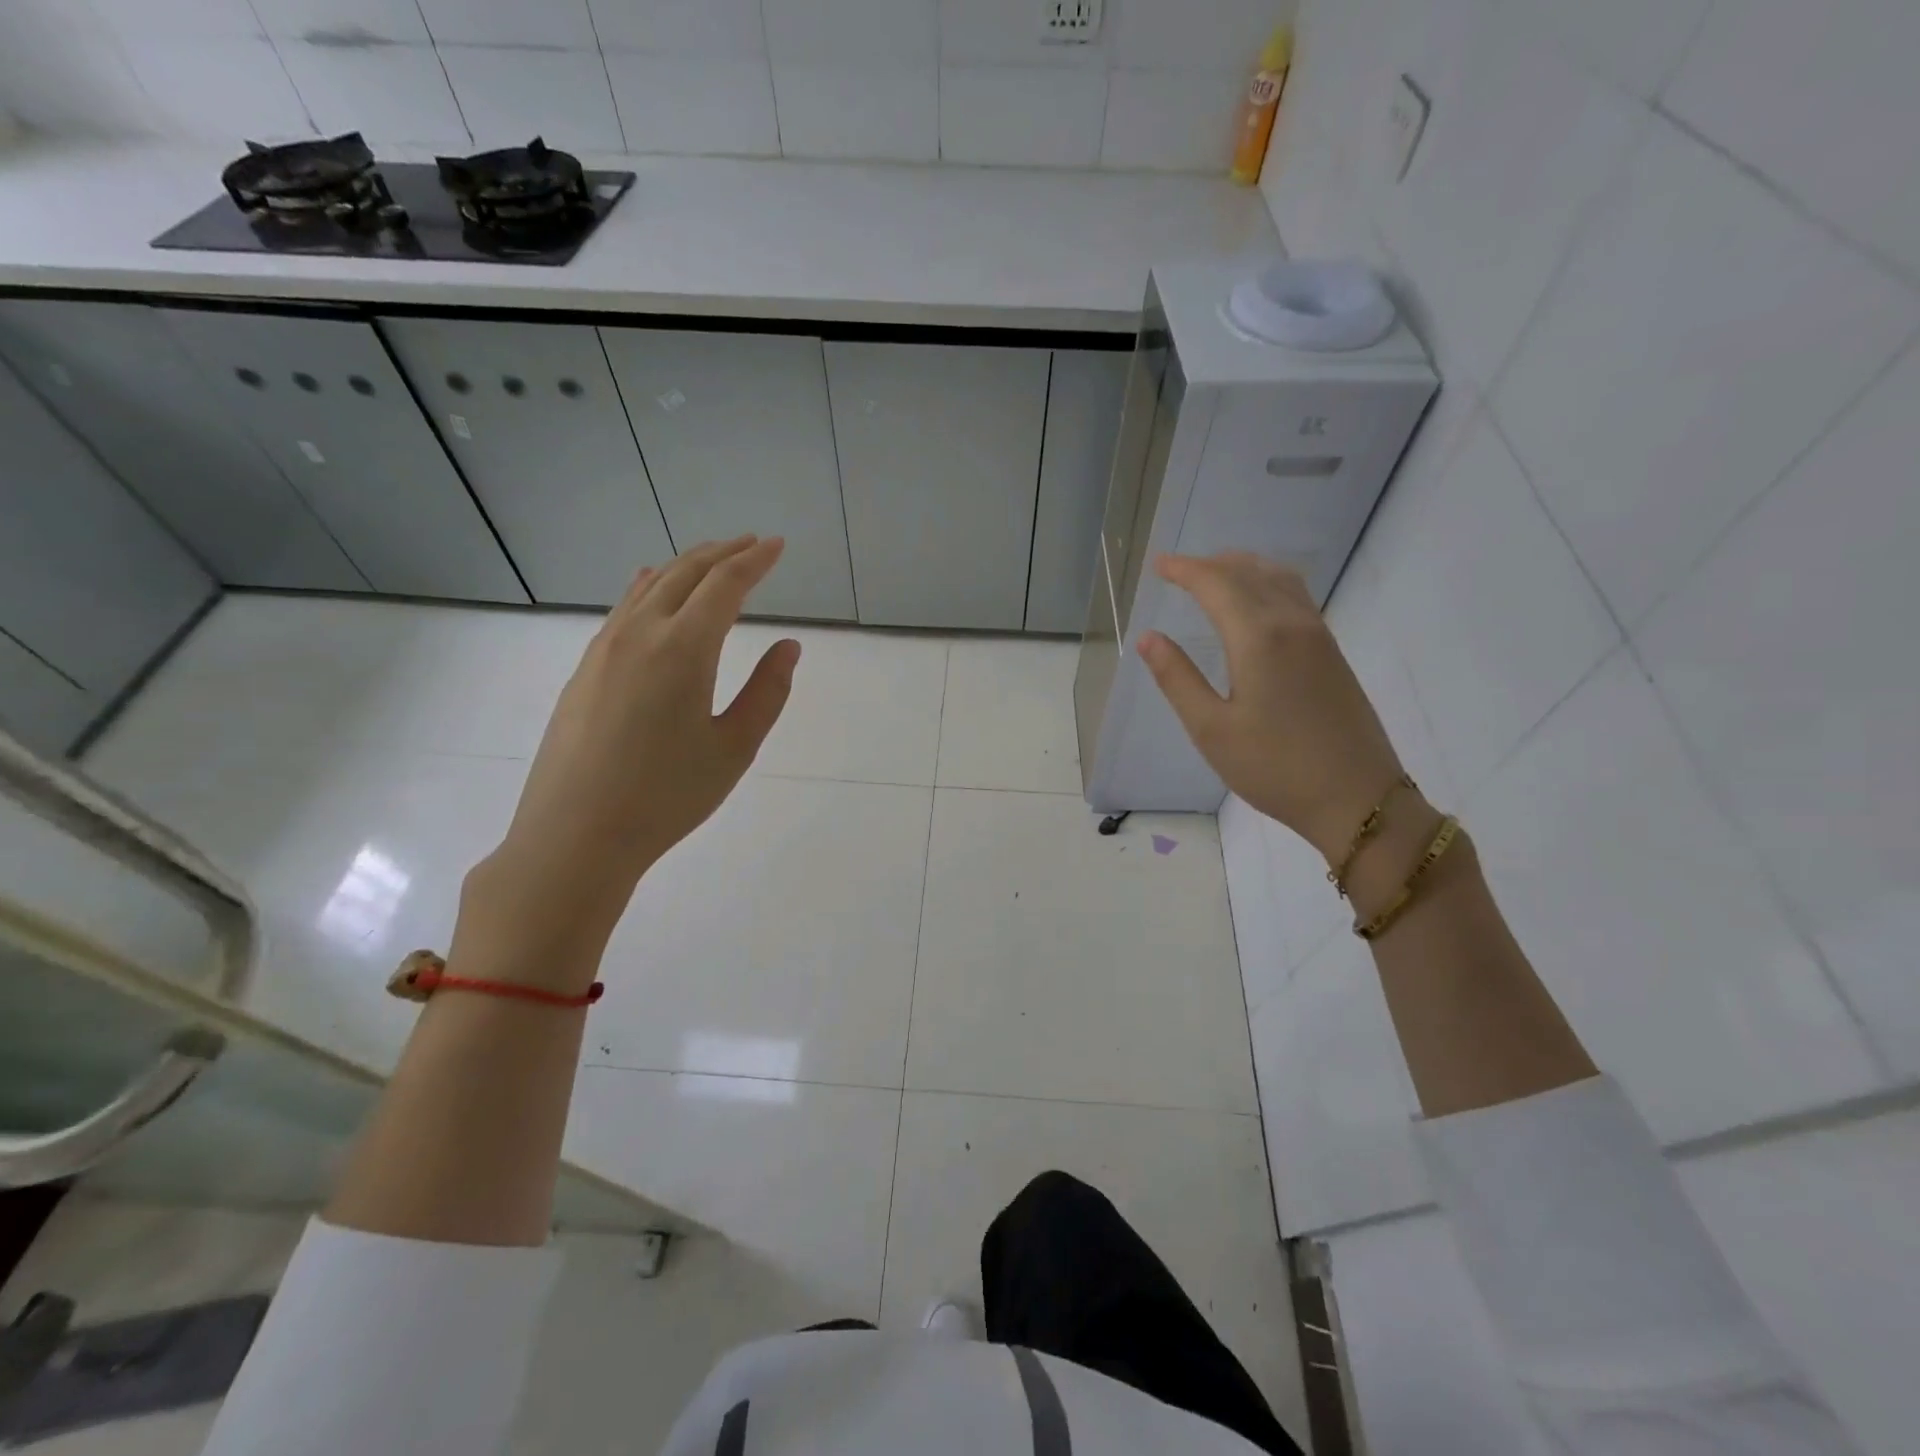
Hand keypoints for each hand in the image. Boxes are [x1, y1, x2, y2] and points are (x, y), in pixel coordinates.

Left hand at [463, 537, 798, 970]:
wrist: (574, 834)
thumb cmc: (667, 796)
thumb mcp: (734, 748)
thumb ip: (767, 691)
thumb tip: (788, 646)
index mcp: (684, 648)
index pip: (725, 586)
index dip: (755, 561)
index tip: (778, 545)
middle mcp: (640, 633)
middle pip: (685, 573)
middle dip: (723, 553)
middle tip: (753, 544)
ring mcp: (605, 648)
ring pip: (650, 586)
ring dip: (686, 565)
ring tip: (713, 559)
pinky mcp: (585, 668)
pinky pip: (624, 607)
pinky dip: (650, 586)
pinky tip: (652, 586)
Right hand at [1138, 552, 1404, 862]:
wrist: (1357, 798)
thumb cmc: (1274, 768)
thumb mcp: (1211, 729)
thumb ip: (1178, 678)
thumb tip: (1149, 637)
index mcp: (1258, 638)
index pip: (1216, 584)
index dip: (1185, 570)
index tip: (1158, 565)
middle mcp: (1292, 624)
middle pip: (1249, 573)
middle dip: (1210, 564)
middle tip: (1178, 569)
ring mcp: (1318, 636)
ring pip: (1278, 579)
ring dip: (1242, 568)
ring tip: (1214, 574)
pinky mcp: (1332, 652)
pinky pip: (1295, 596)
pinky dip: (1266, 583)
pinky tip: (1255, 603)